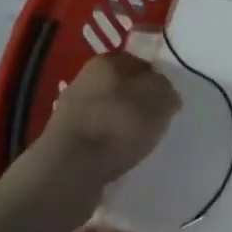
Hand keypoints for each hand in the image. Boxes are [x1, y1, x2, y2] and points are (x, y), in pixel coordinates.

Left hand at [41, 51, 180, 185]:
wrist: (69, 171)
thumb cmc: (118, 125)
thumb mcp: (159, 100)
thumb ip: (167, 90)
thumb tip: (166, 94)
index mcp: (107, 60)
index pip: (140, 62)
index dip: (157, 79)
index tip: (168, 100)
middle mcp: (85, 79)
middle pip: (122, 87)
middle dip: (138, 103)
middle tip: (156, 123)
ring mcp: (70, 111)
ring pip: (107, 113)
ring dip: (121, 126)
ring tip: (138, 146)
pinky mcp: (63, 141)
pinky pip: (95, 138)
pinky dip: (107, 147)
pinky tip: (117, 160)